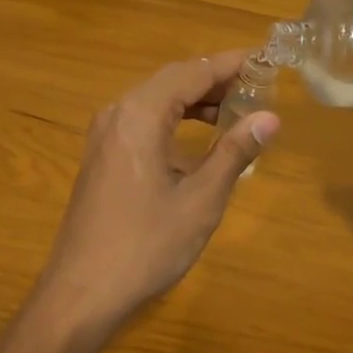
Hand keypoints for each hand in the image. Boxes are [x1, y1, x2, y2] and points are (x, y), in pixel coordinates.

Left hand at [34, 52, 278, 334]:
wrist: (81, 294)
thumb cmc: (145, 245)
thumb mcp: (200, 200)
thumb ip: (234, 152)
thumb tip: (270, 118)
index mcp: (140, 114)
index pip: (192, 72)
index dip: (230, 64)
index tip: (266, 59)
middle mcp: (118, 113)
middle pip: (173, 79)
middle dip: (215, 79)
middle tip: (258, 85)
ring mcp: (105, 134)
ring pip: (157, 99)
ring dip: (195, 98)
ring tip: (237, 108)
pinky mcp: (102, 155)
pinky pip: (143, 119)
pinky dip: (175, 117)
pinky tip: (199, 135)